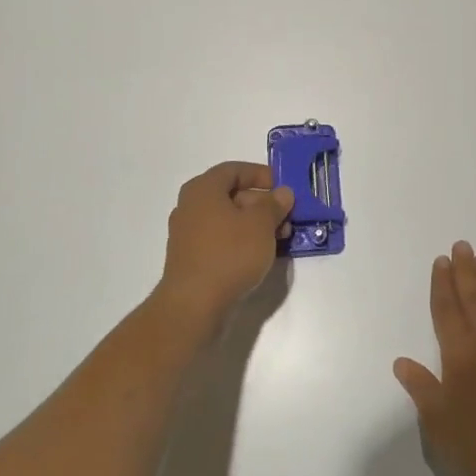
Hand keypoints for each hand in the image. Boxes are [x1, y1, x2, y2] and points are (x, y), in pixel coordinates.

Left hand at [154, 161, 293, 328]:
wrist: (194, 305)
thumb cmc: (229, 254)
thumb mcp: (260, 224)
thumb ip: (274, 205)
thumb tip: (282, 193)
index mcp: (203, 190)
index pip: (234, 170)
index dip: (260, 174)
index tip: (282, 187)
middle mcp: (191, 207)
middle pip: (231, 195)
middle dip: (262, 203)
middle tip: (287, 216)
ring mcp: (189, 234)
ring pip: (228, 220)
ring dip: (256, 225)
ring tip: (281, 238)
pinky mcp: (192, 258)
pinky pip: (221, 240)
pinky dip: (242, 241)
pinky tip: (262, 254)